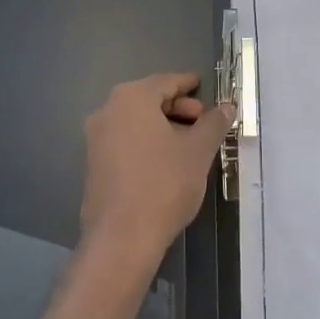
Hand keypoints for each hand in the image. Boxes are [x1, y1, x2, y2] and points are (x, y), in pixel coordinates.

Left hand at [79, 73, 233, 283]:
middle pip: (148, 100)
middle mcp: (108, 111)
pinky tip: (167, 162)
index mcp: (132, 99)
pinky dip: (146, 143)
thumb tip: (226, 107)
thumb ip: (214, 123)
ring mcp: (95, 139)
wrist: (122, 236)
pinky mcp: (93, 164)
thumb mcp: (198, 150)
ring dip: (163, 127)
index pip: (166, 82)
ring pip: (136, 122)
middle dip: (178, 108)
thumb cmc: (164, 183)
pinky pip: (125, 141)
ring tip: (189, 145)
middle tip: (202, 122)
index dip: (188, 84)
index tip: (204, 87)